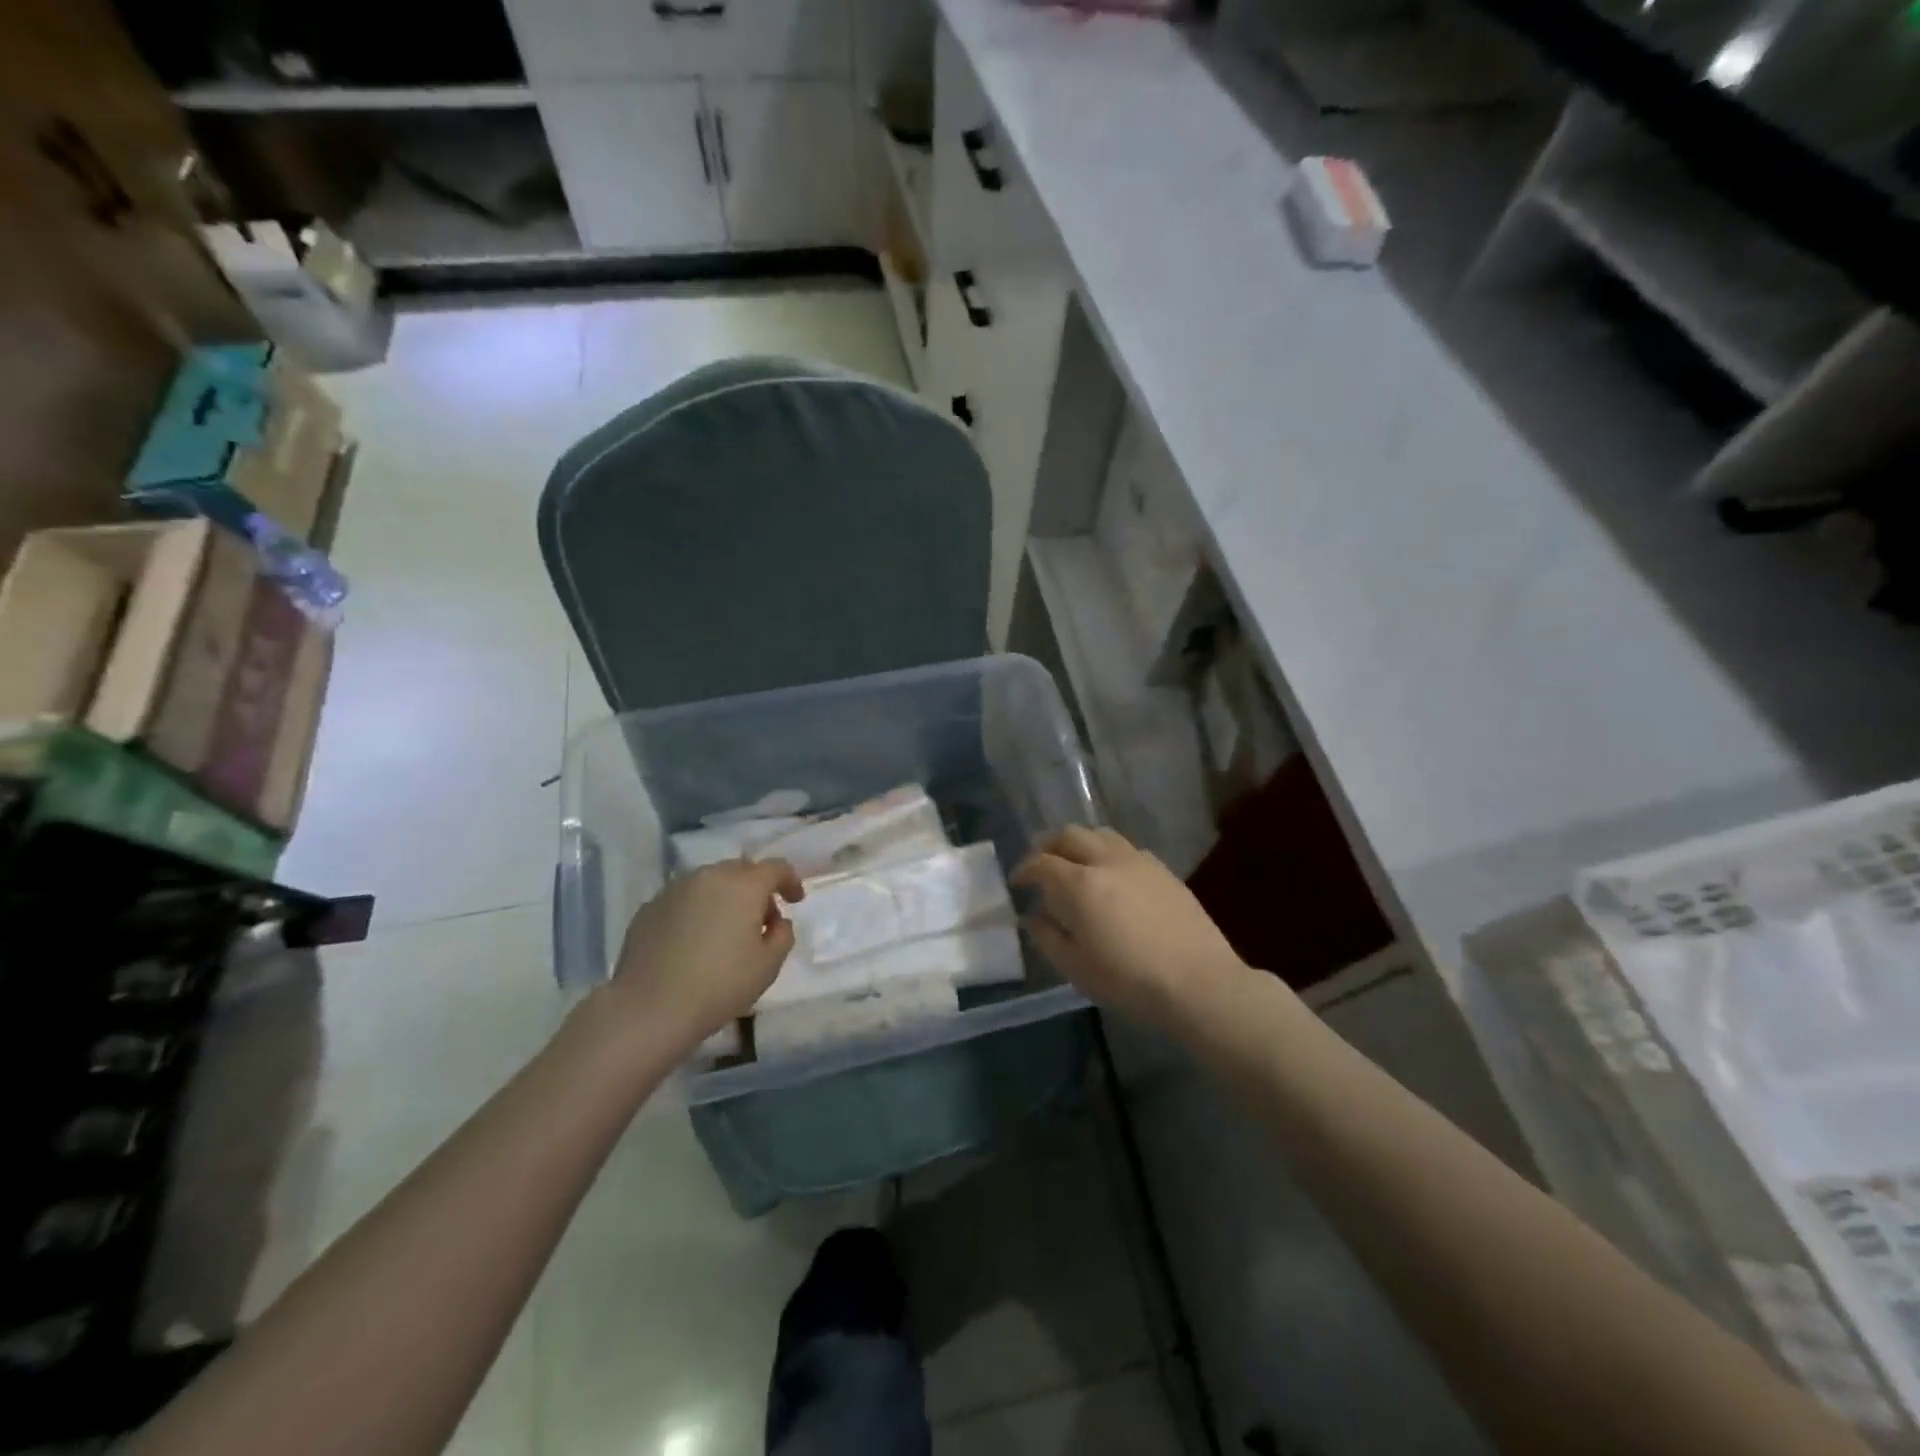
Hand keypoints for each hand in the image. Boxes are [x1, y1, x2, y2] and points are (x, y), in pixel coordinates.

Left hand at [602, 859, 803, 1051]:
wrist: (649, 1008)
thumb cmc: (719, 985)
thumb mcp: (768, 966)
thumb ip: (782, 935)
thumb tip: (776, 921)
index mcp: (743, 886)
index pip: (775, 868)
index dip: (790, 880)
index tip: (796, 900)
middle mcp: (709, 876)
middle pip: (741, 871)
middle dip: (756, 889)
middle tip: (761, 920)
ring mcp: (675, 889)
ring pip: (710, 883)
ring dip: (725, 898)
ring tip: (725, 931)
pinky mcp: (650, 907)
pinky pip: (684, 900)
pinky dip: (697, 911)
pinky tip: (693, 941)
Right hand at [1013, 826, 1246, 1029]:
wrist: (1199, 983)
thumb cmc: (1130, 982)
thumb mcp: (1077, 968)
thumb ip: (1048, 937)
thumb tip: (1034, 916)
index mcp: (1080, 884)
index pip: (1042, 862)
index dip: (1024, 869)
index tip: (1018, 883)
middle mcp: (1106, 861)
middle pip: (1069, 835)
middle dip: (1049, 846)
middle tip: (1042, 867)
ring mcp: (1138, 861)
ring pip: (1099, 834)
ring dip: (1080, 843)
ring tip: (1075, 865)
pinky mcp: (1163, 869)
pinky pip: (1126, 848)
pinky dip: (1108, 853)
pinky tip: (1112, 876)